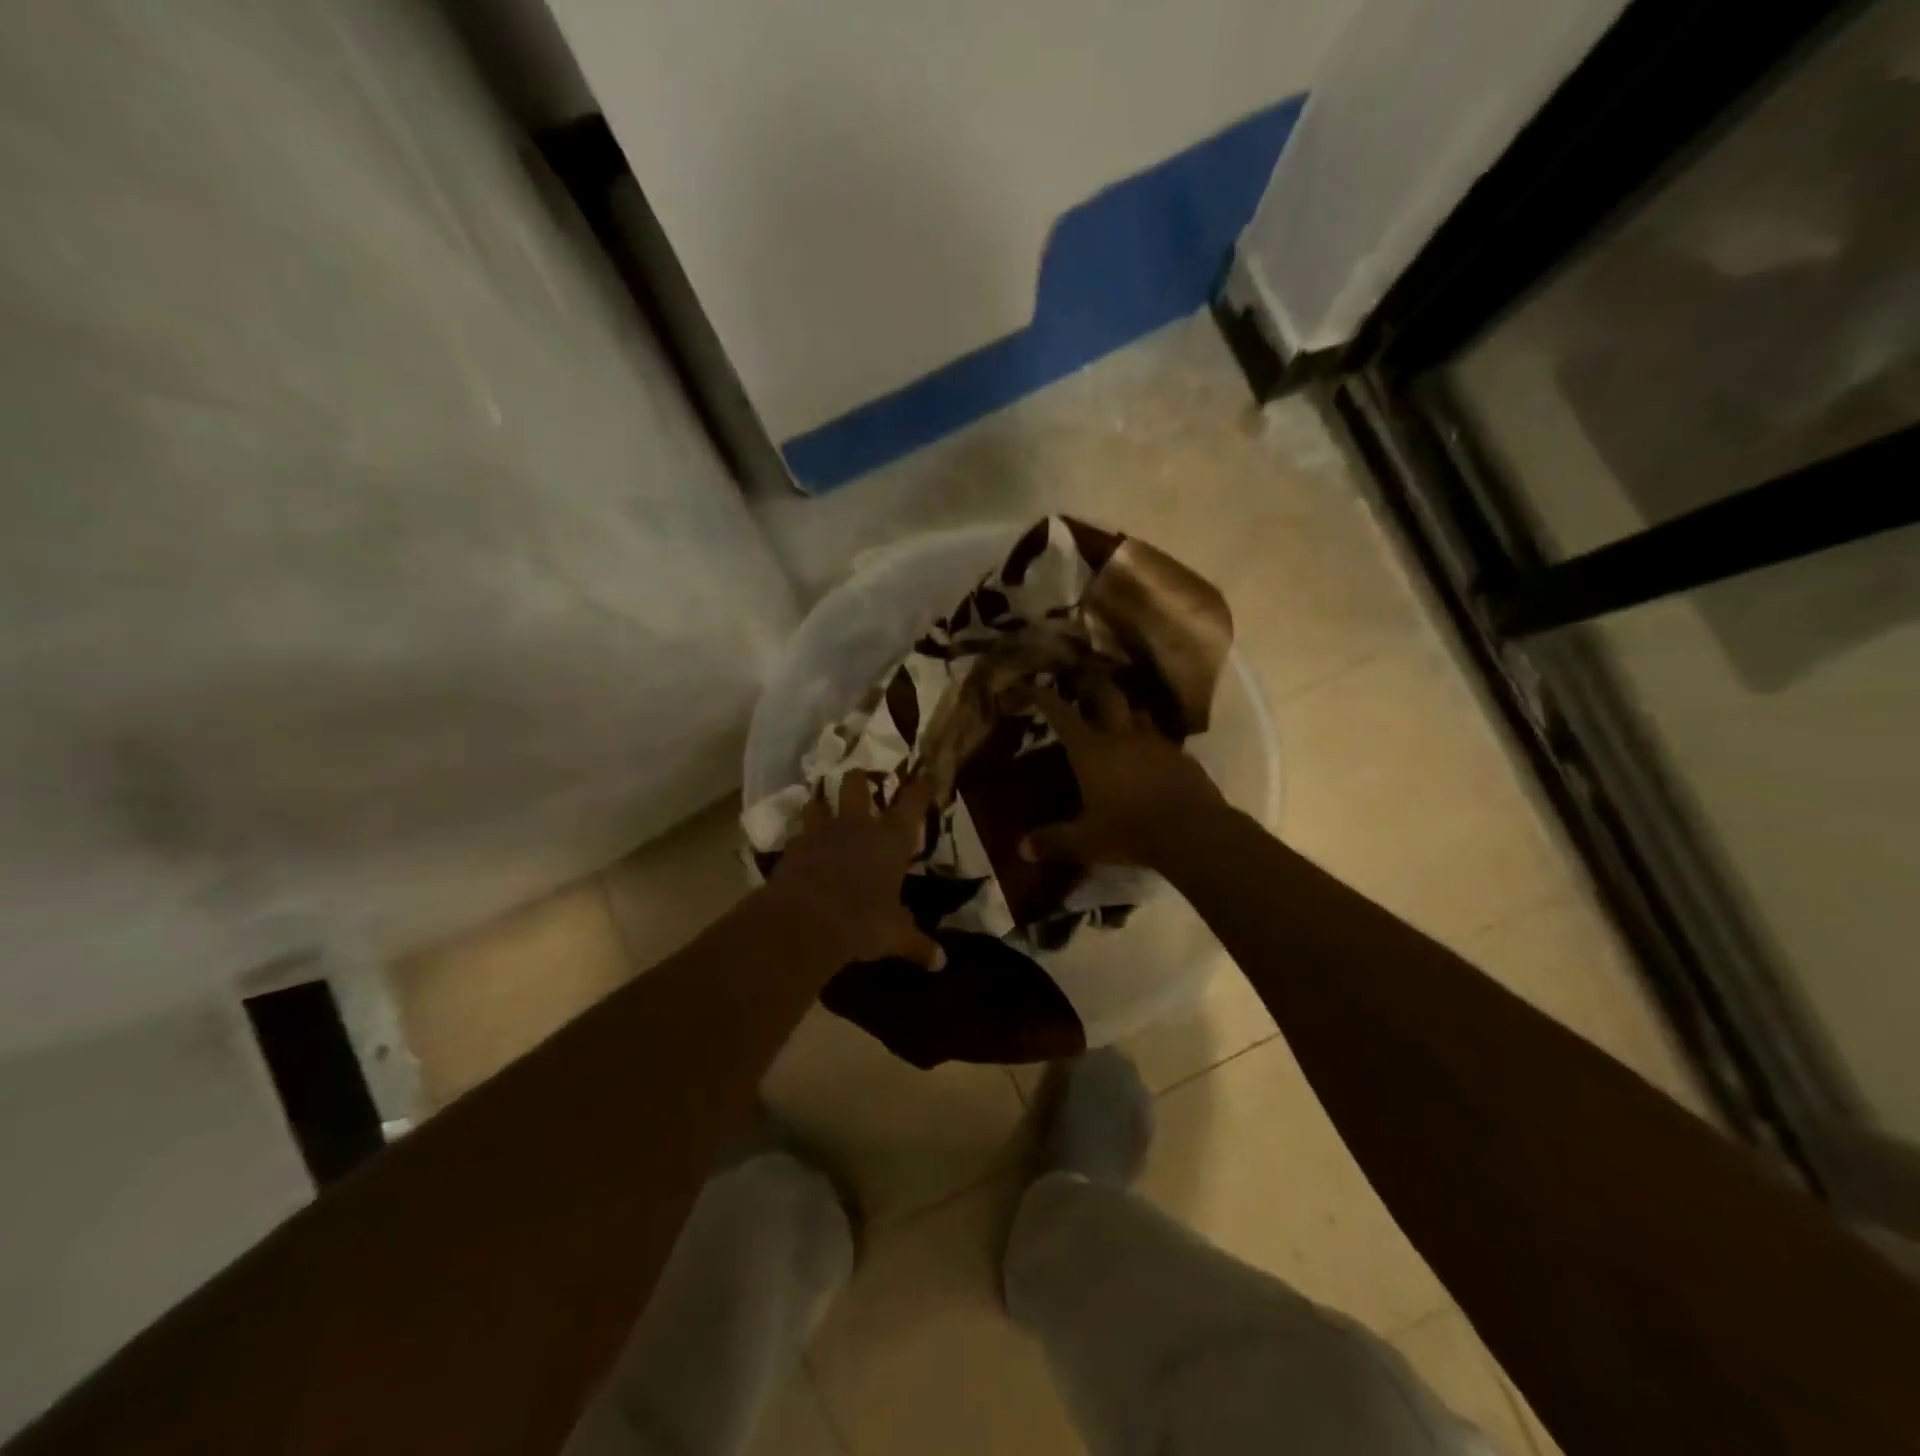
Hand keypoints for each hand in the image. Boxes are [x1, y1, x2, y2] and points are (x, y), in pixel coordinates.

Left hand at [765, 771, 943, 967]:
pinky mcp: (792, 848)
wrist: (804, 922)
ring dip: (822, 802)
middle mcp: (857, 825)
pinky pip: (798, 834)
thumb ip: (917, 944)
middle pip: (856, 784)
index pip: (912, 801)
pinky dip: (801, 837)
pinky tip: (803, 846)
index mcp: (891, 838)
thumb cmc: (862, 921)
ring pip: (819, 801)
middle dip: (860, 779)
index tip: (924, 774)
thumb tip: (942, 963)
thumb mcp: (894, 935)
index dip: (920, 786)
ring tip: (823, 806)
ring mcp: (821, 832)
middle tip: (863, 781)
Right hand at [1020, 682, 1223, 868]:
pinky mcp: (1181, 757)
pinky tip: (1150, 757)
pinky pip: (1162, 740)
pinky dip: (1151, 743)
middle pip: (1107, 697)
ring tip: (1118, 720)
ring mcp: (1156, 743)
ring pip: (1138, 714)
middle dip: (1093, 689)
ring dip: (1126, 713)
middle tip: (1083, 688)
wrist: (1192, 832)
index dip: (1045, 698)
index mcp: (1091, 751)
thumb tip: (1023, 848)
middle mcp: (1122, 737)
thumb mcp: (1085, 842)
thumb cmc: (1129, 831)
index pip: (1063, 715)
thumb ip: (1053, 841)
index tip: (1034, 685)